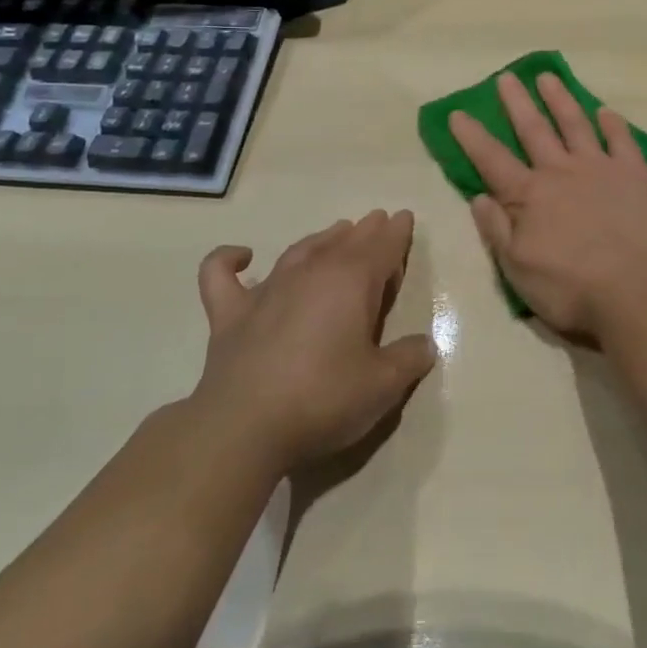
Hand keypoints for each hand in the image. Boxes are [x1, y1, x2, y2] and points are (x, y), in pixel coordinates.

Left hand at [190, 211, 436, 473]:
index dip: (397, 233)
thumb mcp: (382, 385)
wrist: (243, 429)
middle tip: (377, 221)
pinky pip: (221, 274)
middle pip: (345, 242)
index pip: (383, 246)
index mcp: (352, 282)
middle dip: (366, 230)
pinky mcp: (230, 314)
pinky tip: (241, 256)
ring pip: (300, 250)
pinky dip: (229, 259)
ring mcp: (267, 290)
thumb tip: (424, 345)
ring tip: (337, 231)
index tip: (404, 218)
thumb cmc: (323, 399)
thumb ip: (408, 359)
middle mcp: (312, 273)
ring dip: (322, 238)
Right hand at [450, 73, 646, 341]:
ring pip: (575, 124)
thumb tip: (479, 196)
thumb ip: (497, 229)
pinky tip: (606, 111)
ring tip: (548, 77)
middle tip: (506, 77)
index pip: (492, 159)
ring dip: (560, 100)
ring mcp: (599, 168)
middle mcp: (561, 171)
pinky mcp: (634, 174)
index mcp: (529, 195)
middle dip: (516, 103)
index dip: (472, 136)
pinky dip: (613, 124)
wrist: (632, 291)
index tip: (458, 112)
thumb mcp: (517, 269)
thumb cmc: (569, 287)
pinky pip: (622, 141)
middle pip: (533, 130)